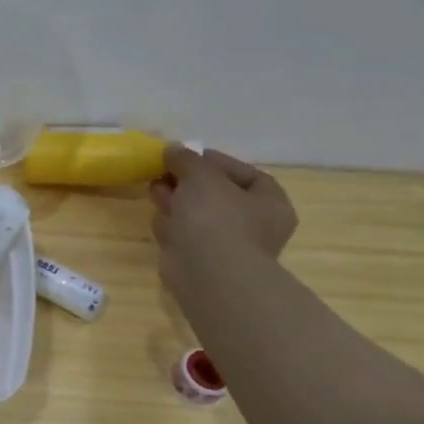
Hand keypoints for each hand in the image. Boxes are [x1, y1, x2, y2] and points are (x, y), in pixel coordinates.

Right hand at [150, 145, 296, 287]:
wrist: (207, 274)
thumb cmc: (216, 219)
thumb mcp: (201, 176)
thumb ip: (187, 159)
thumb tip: (173, 149)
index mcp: (269, 203)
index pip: (244, 173)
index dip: (214, 161)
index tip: (185, 155)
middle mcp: (254, 225)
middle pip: (217, 195)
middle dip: (188, 182)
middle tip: (164, 172)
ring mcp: (227, 246)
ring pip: (198, 216)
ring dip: (176, 201)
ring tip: (154, 190)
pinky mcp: (201, 262)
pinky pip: (185, 236)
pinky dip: (173, 227)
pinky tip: (160, 220)